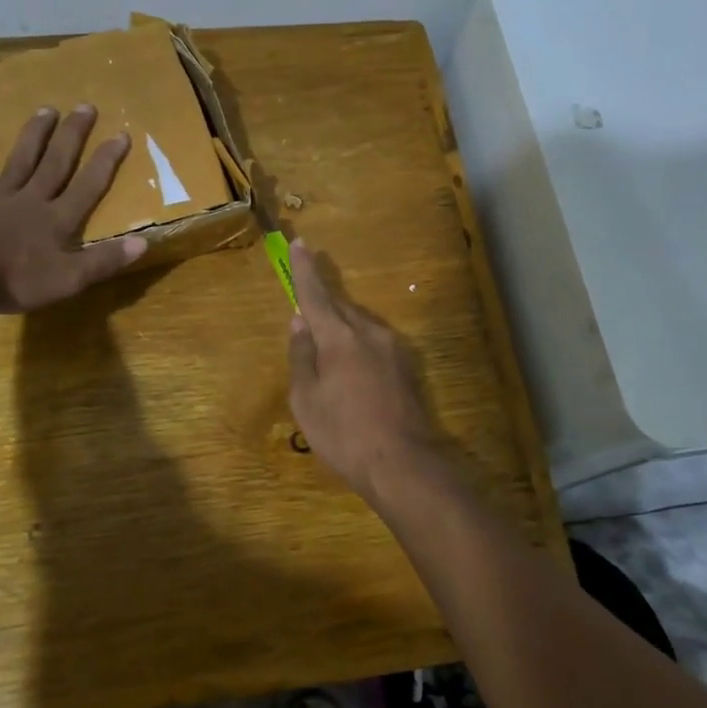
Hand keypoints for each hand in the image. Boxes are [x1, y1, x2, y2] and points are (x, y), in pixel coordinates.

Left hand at [0, 105, 144, 313]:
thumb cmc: (15, 282)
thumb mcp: (68, 280)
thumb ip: (104, 261)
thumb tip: (144, 242)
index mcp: (57, 220)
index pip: (88, 186)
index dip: (106, 161)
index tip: (121, 134)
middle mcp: (31, 199)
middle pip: (56, 162)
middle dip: (73, 135)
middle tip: (85, 106)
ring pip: (21, 160)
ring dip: (35, 135)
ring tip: (48, 109)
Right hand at [286, 240, 441, 502]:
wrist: (403, 464)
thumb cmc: (344, 434)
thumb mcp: (307, 399)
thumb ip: (301, 356)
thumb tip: (299, 322)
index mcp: (339, 337)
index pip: (316, 294)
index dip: (304, 270)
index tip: (300, 243)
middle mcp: (369, 332)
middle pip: (340, 307)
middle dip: (322, 301)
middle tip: (305, 303)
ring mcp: (393, 348)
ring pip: (359, 324)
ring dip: (340, 325)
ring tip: (324, 347)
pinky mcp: (407, 366)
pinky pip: (374, 341)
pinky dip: (356, 343)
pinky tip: (350, 368)